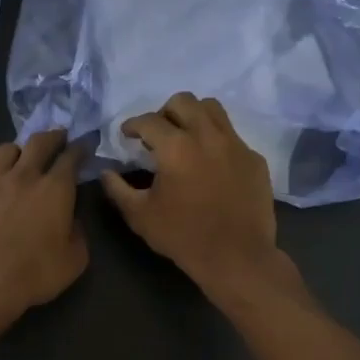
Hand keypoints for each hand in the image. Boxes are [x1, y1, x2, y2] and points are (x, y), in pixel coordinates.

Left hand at [0, 129, 87, 324]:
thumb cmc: (34, 272)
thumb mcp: (73, 260)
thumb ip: (77, 234)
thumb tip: (71, 221)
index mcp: (56, 189)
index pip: (71, 157)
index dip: (80, 148)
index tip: (85, 144)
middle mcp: (25, 177)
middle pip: (39, 142)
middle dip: (53, 136)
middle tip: (59, 137)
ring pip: (8, 150)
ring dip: (21, 149)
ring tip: (25, 156)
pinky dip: (0, 176)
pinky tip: (0, 190)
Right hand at [98, 93, 285, 297]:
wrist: (237, 257)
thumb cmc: (184, 237)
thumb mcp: (140, 216)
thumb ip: (118, 190)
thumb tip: (106, 173)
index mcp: (176, 147)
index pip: (148, 120)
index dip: (132, 125)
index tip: (126, 135)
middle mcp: (207, 136)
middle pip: (183, 101)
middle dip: (164, 112)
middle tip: (157, 135)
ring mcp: (236, 145)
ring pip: (212, 109)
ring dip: (193, 116)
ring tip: (186, 138)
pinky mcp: (254, 159)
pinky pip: (233, 136)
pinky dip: (216, 140)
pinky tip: (211, 164)